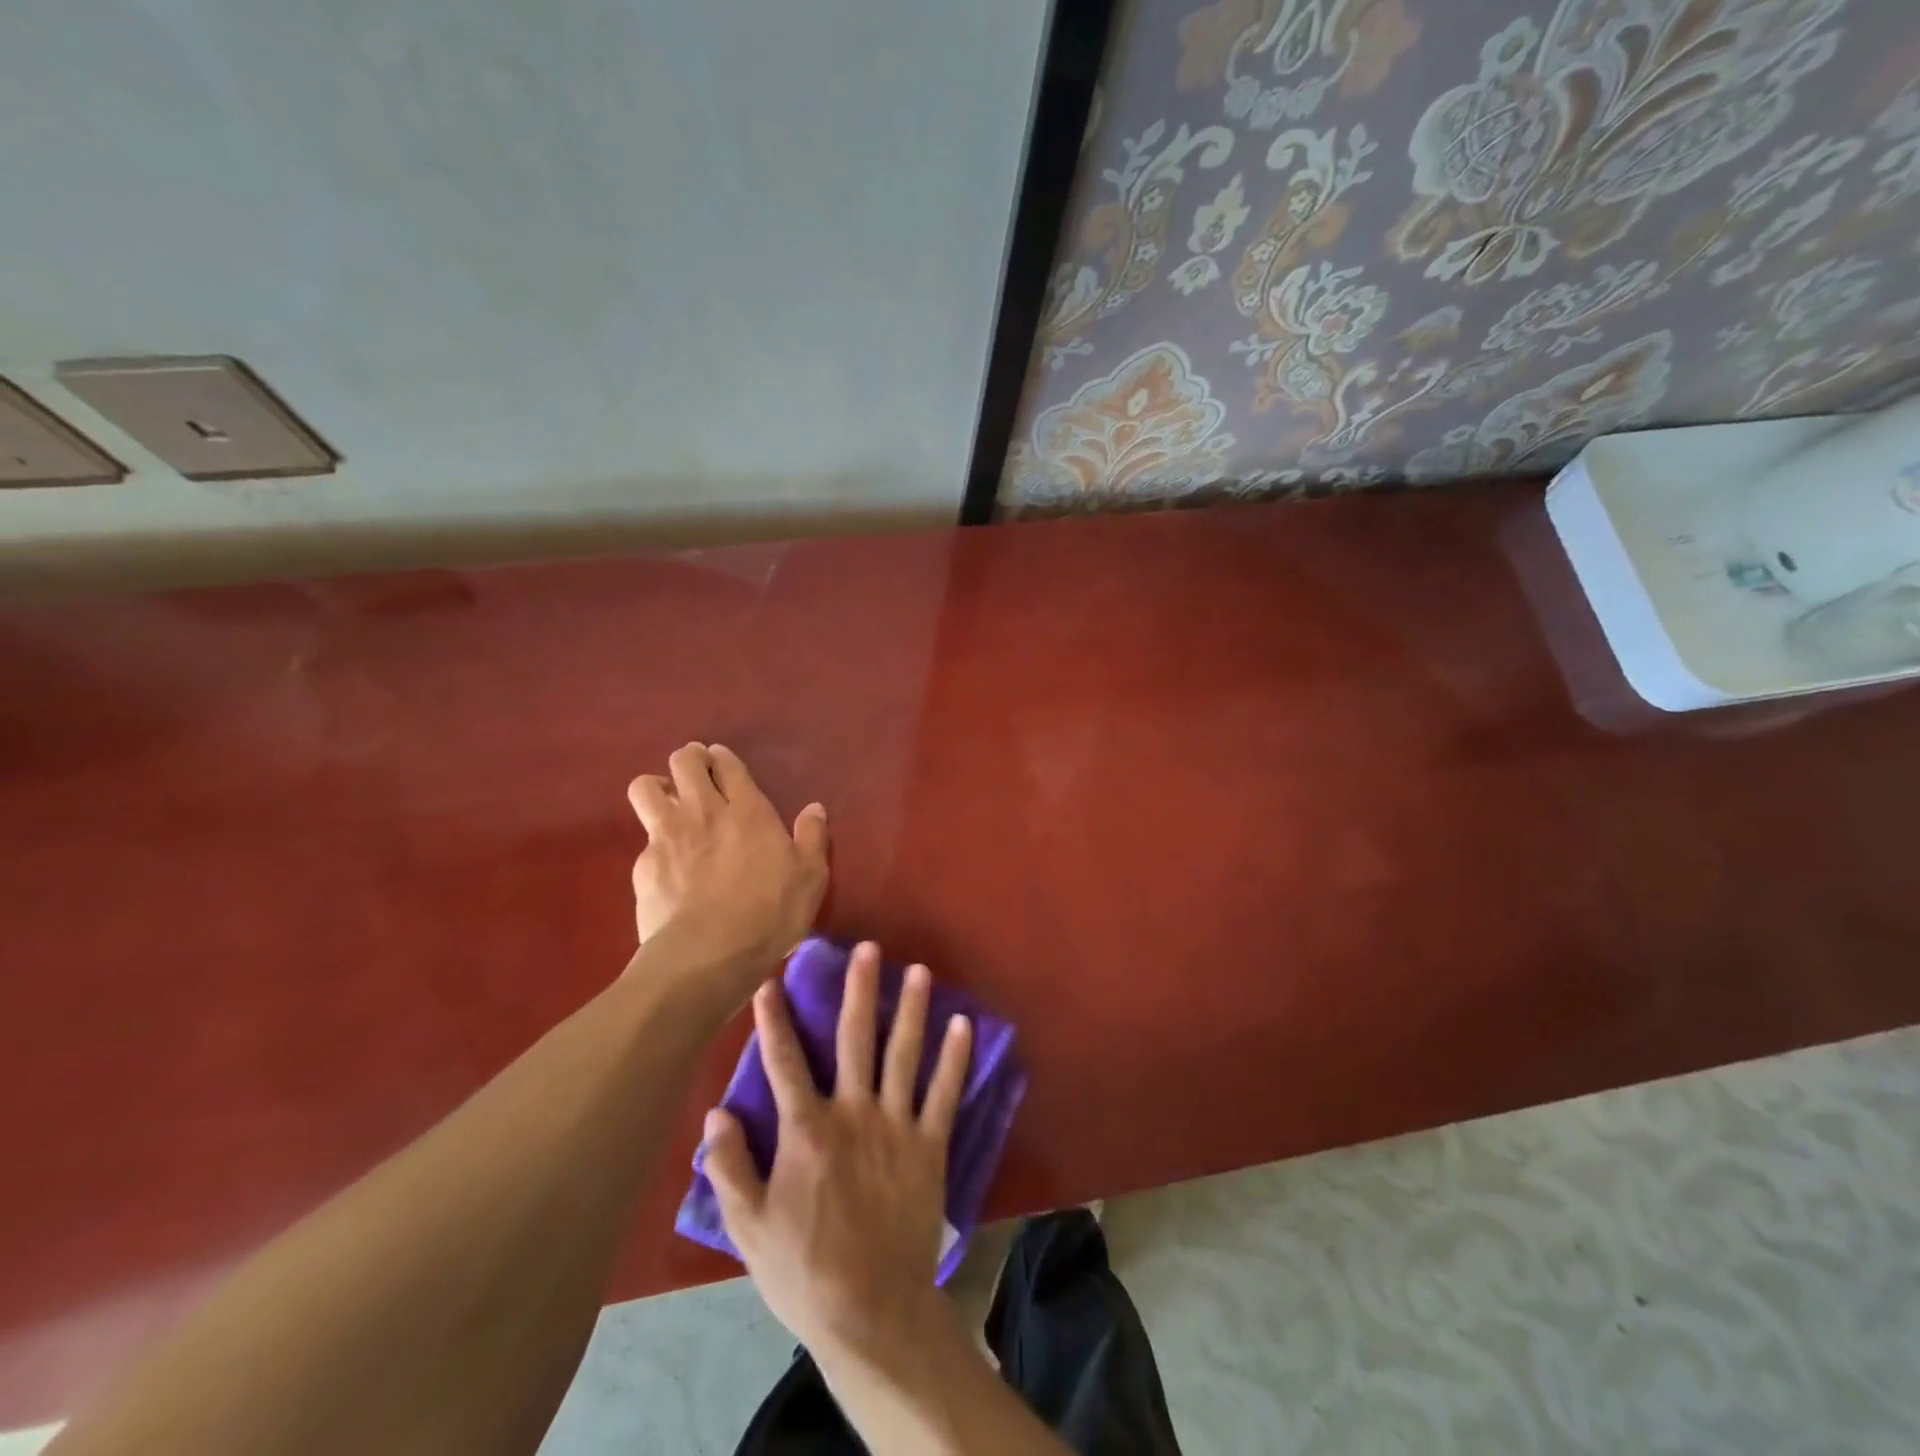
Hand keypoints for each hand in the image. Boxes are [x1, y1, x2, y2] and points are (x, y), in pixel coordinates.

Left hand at [627, 743, 829, 990]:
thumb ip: (812, 838)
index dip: (722, 757)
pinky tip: (665, 866)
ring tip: (668, 806)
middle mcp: (704, 811)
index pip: (727, 764)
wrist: (709, 954)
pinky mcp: (643, 866)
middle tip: (697, 776)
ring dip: (657, 788)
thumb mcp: (811, 877)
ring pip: (646, 787)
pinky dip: (653, 844)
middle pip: (684, 761)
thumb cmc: (771, 912)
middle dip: (689, 760)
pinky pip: (642, 840)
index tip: (722, 762)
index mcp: (748, 810)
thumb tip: (815, 808)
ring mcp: (667, 836)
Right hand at [701, 943, 972, 1361]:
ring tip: (918, 970)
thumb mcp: (749, 1227)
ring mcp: (897, 1126)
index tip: (773, 980)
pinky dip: (955, 1058)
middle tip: (867, 948)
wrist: (870, 1311)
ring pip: (904, 1054)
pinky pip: (945, 1094)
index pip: (786, 1063)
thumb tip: (715, 1113)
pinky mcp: (930, 1145)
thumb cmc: (803, 1270)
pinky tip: (963, 1024)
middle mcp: (854, 1114)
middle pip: (855, 1040)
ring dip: (911, 1009)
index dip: (776, 1020)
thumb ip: (730, 1167)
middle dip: (859, 990)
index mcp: (807, 1131)